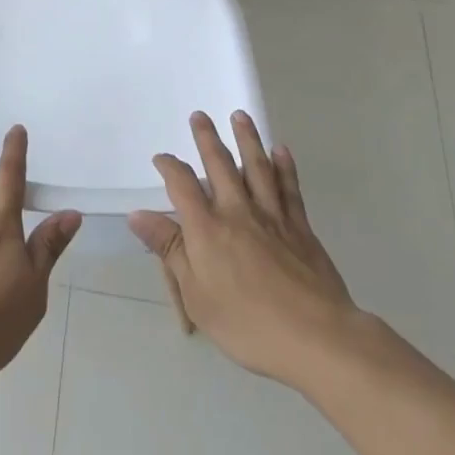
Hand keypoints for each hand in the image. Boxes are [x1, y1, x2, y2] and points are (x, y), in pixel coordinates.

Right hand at [128, 111, 358, 386]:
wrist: (317, 338)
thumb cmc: (247, 323)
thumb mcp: (196, 294)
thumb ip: (169, 249)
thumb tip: (138, 215)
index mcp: (207, 228)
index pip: (182, 185)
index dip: (169, 167)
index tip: (161, 158)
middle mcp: (237, 212)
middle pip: (219, 165)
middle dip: (207, 139)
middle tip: (200, 115)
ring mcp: (272, 217)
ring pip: (257, 167)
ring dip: (247, 139)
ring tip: (240, 116)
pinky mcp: (301, 228)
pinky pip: (290, 188)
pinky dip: (285, 167)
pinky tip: (281, 151)